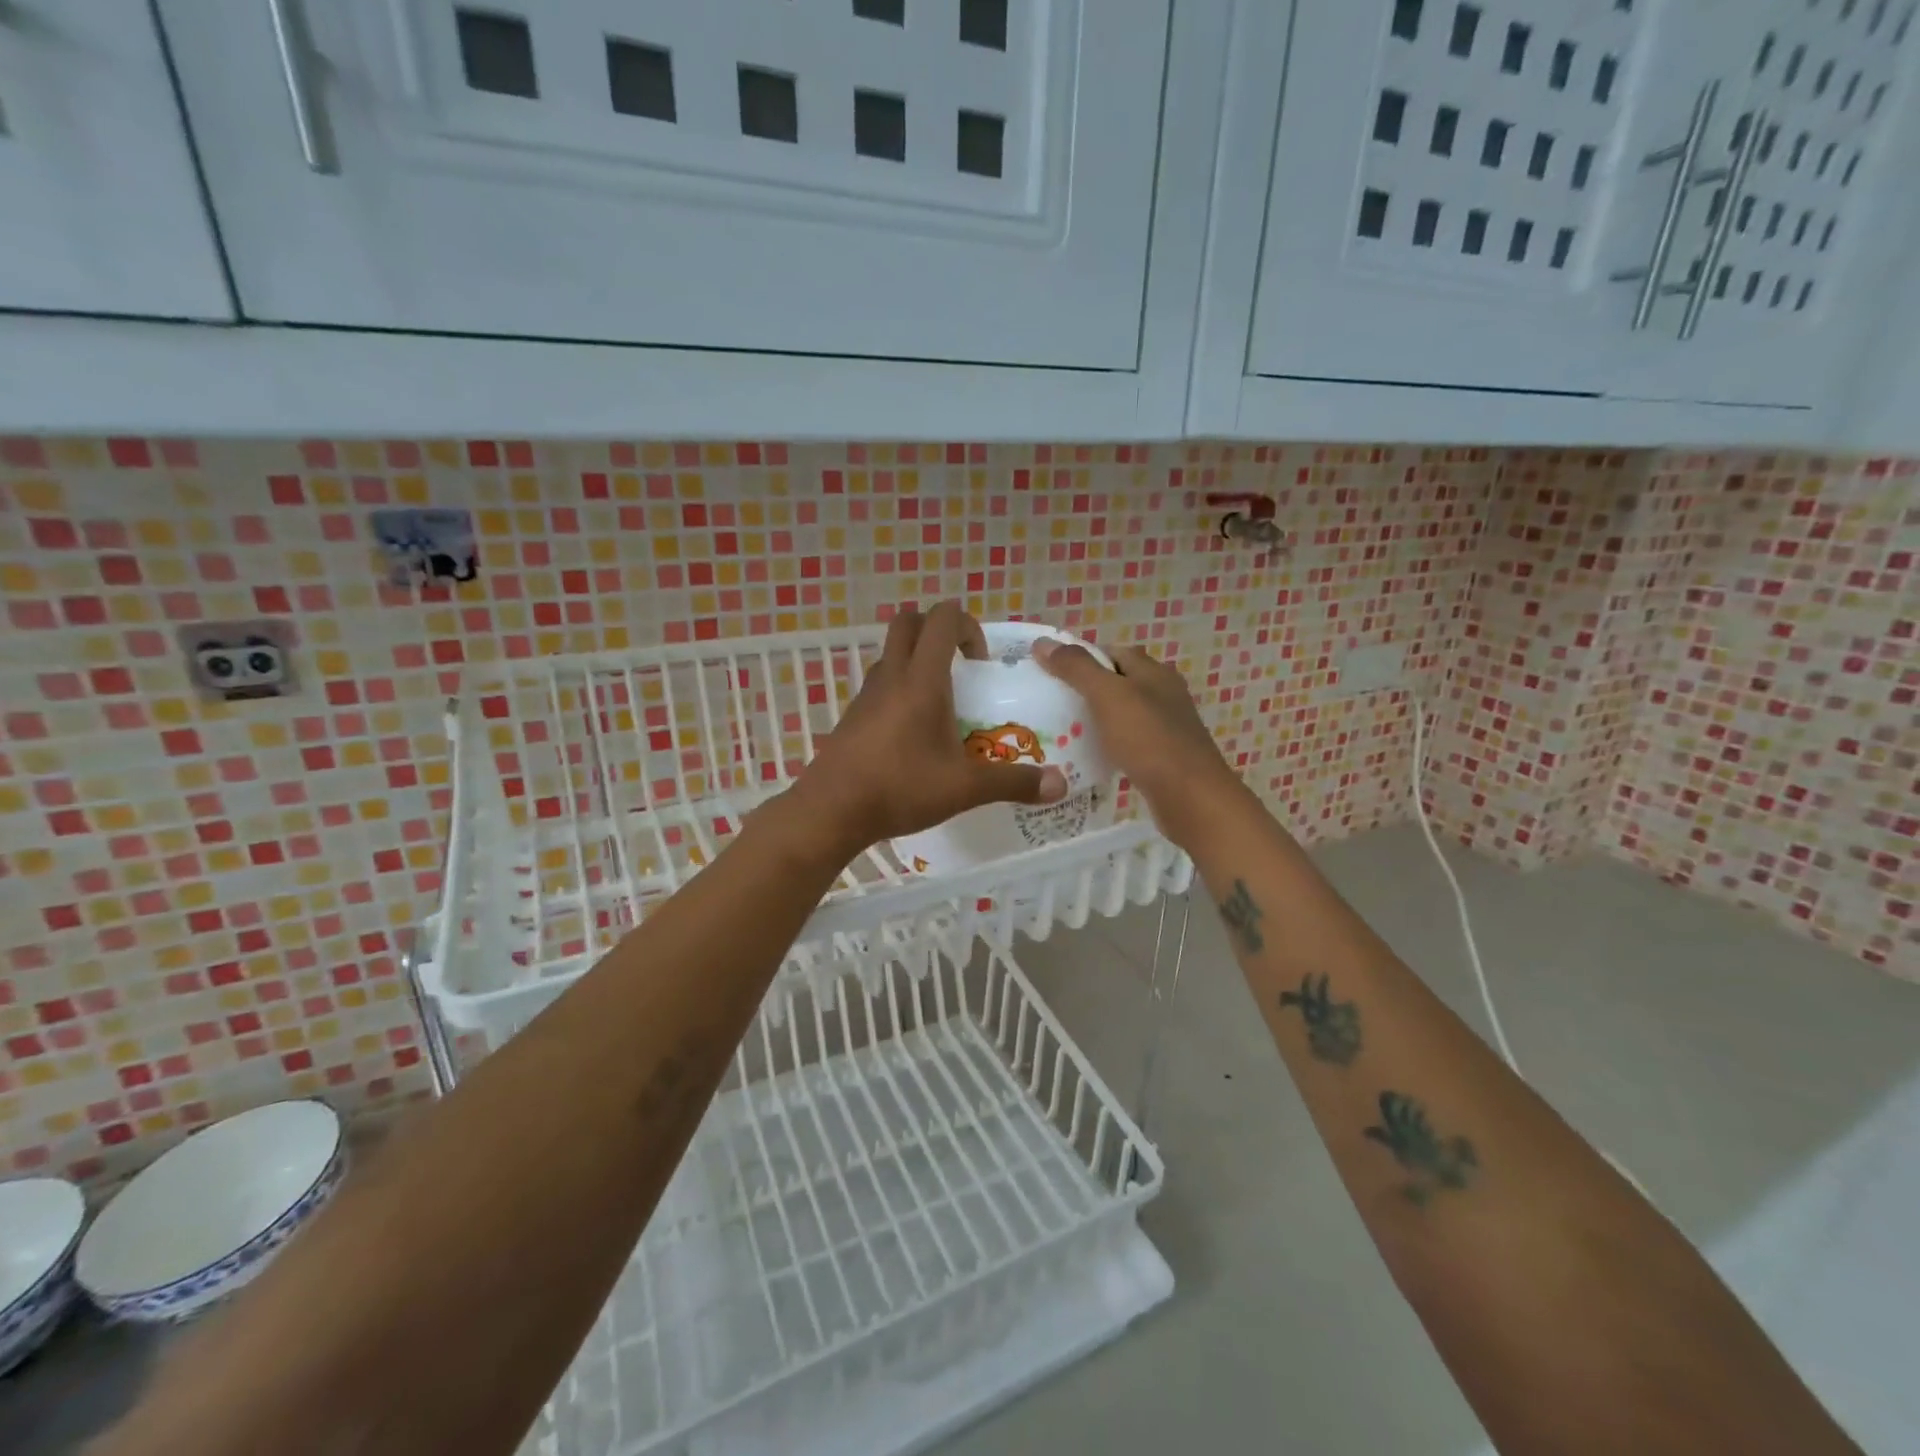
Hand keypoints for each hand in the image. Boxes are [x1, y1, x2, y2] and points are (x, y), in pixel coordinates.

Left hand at [791, 603, 1069, 859]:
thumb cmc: (900, 788)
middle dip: (937, 631)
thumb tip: (1060, 785)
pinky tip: (913, 732)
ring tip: (941, 702)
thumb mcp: (964, 788)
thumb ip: (1013, 783)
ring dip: (917, 660)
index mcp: (921, 679)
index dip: (967, 625)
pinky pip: (879, 684)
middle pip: (908, 622)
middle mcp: (891, 676)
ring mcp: (866, 694)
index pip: (941, 619)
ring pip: (891, 653)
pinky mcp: (852, 715)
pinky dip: (899, 688)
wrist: (831, 811)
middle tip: (960, 666)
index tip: (980, 663)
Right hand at [1032, 638, 1241, 848]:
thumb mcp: (1107, 696)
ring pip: (1122, 713)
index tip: (1049, 673)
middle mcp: (1163, 693)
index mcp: (1153, 671)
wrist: (1190, 797)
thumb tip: (1043, 643)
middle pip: (1117, 682)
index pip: (1112, 651)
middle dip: (1085, 690)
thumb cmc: (1148, 739)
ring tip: (1062, 731)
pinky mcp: (1163, 756)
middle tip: (1050, 704)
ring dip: (1095, 719)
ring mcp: (1166, 726)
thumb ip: (1076, 668)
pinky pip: (1128, 741)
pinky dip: (1108, 744)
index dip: (1080, 658)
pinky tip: (1090, 757)